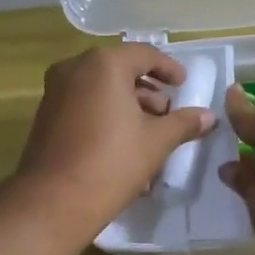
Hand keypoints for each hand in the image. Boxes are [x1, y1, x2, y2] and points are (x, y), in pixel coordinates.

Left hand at [16, 44, 215, 230]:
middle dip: (148, 91)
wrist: (56, 200)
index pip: (144, 54)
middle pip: (120, 71)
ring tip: (150, 135)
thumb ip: (184, 123)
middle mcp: (75, 69)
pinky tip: (124, 145)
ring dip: (128, 106)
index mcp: (104, 64)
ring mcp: (56, 92)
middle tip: (168, 114)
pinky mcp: (46, 117)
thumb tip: (209, 116)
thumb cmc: (112, 162)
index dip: (169, 69)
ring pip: (101, 90)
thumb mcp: (157, 142)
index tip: (184, 85)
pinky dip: (106, 116)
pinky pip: (84, 106)